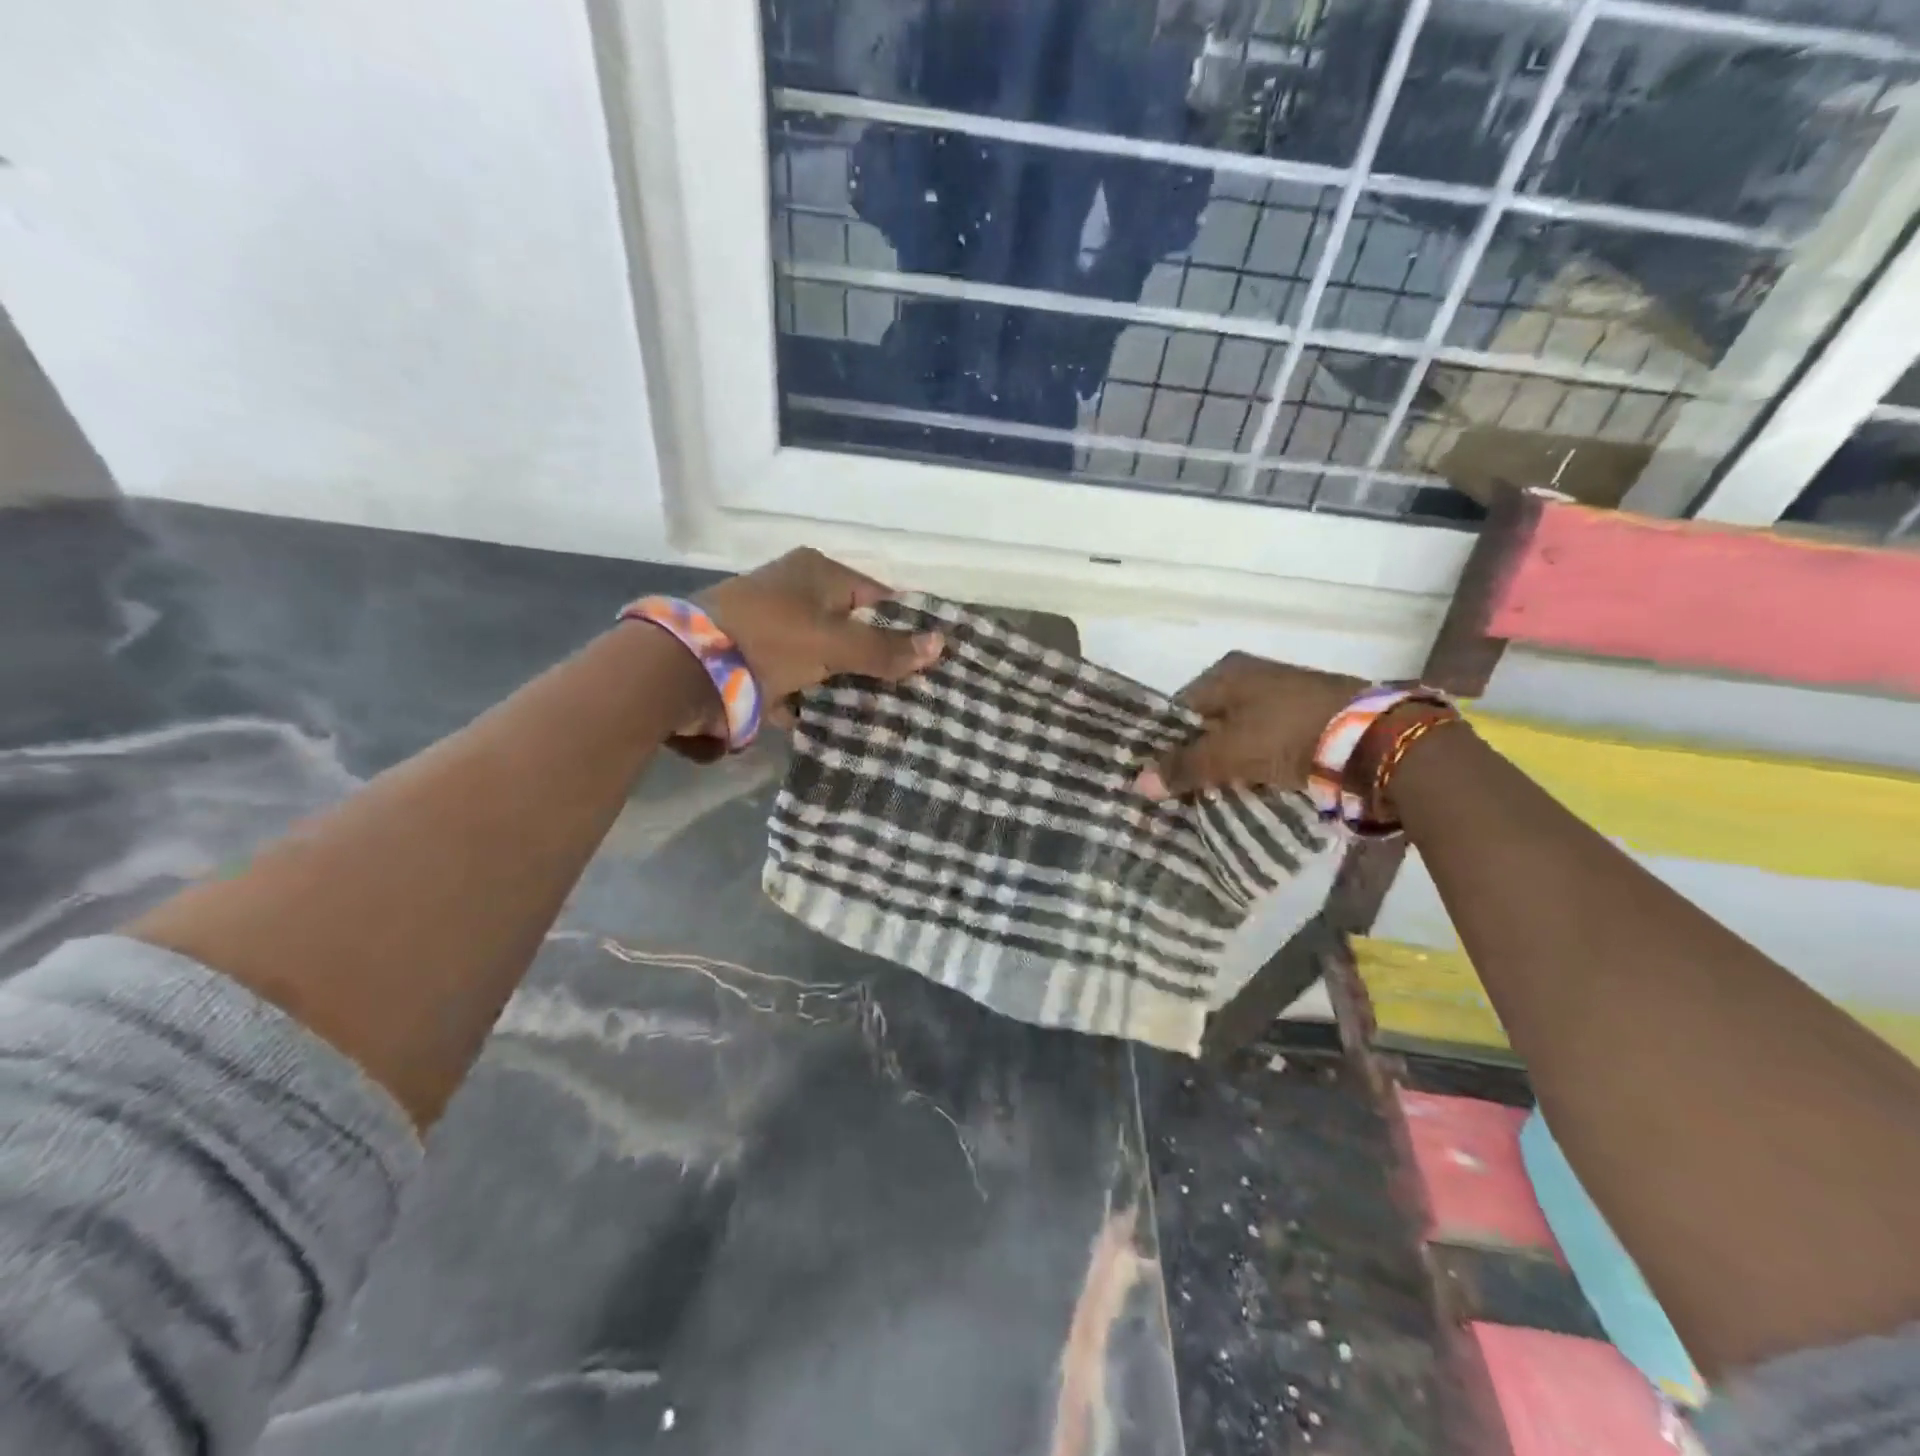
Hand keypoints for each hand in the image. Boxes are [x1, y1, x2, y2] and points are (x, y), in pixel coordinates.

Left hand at [698, 548, 942, 706]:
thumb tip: (942, 644)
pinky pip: (794, 675)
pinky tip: (827, 717)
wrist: (687, 668)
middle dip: (873, 660)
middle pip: (850, 627)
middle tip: (902, 691)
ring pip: (823, 654)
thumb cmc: (771, 639)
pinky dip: (808, 695)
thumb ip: (885, 648)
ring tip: (873, 711)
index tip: (926, 660)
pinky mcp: (753, 655)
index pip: (877, 596)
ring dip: (841, 682)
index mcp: (817, 572)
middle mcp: (795, 590)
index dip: (903, 626)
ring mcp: (771, 623)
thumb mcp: (834, 644)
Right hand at [1136, 652, 1361, 798]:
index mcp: (1227, 672)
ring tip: (1212, 796)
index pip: (1180, 709)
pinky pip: (1268, 746)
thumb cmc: (1285, 734)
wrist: (1371, 740)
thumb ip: (1183, 767)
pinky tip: (1249, 789)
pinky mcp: (1310, 720)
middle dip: (1197, 756)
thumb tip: (1138, 784)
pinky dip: (1256, 766)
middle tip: (1182, 791)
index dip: (1167, 743)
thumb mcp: (1227, 753)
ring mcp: (1284, 698)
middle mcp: (1253, 677)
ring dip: (1227, 764)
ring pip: (1239, 737)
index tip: (1159, 776)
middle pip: (1210, 723)